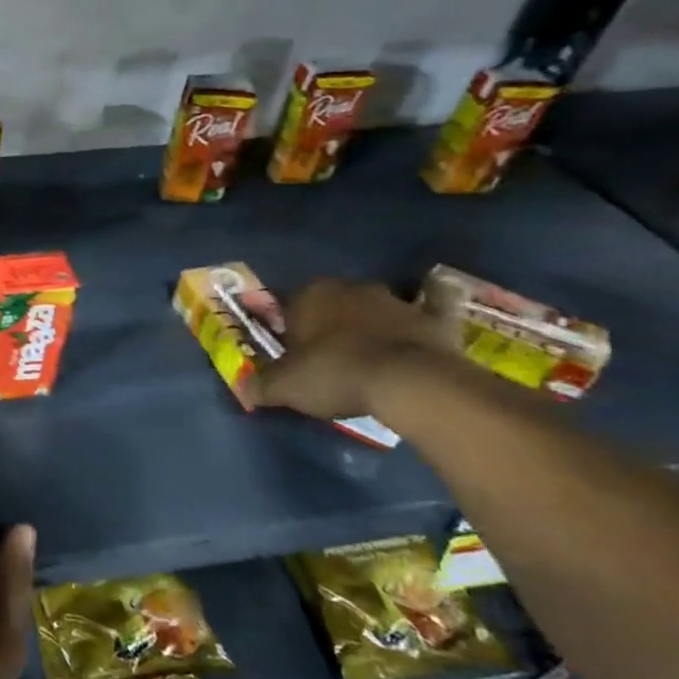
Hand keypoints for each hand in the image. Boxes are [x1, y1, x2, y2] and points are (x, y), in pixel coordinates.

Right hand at [248, 278, 458, 421]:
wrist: (408, 383)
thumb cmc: (334, 374)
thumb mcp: (285, 387)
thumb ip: (261, 385)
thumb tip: (244, 390)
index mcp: (310, 295)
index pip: (289, 305)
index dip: (288, 329)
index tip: (291, 353)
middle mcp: (350, 288)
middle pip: (332, 302)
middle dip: (329, 321)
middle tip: (327, 354)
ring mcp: (394, 300)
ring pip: (375, 304)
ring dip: (371, 319)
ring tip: (369, 350)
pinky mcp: (433, 316)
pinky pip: (434, 301)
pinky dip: (434, 298)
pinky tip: (433, 300)